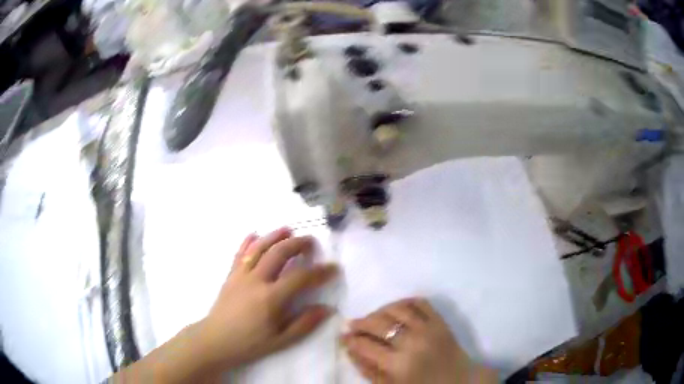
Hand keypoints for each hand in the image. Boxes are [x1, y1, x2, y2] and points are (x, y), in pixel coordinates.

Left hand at [112, 228, 337, 382]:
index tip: (333, 268)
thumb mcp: (281, 340)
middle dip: (298, 244)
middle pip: (279, 253)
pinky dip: (248, 242)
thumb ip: (304, 324)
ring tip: (288, 229)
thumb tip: (326, 309)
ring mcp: (241, 275)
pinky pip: (239, 253)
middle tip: (311, 242)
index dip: (320, 272)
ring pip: (259, 248)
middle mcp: (256, 280)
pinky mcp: (230, 275)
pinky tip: (254, 234)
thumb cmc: (249, 342)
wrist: (216, 339)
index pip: (300, 278)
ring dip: (274, 236)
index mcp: (270, 298)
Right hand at [342, 299, 496, 383]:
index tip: (343, 337)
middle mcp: (413, 342)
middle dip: (361, 323)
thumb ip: (368, 369)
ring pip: (398, 308)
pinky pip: (420, 302)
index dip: (351, 340)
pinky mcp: (441, 321)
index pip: (366, 346)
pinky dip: (405, 301)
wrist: (460, 381)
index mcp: (399, 365)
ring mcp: (429, 329)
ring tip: (373, 317)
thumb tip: (349, 350)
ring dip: (380, 310)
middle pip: (379, 323)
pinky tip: (396, 309)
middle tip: (352, 325)